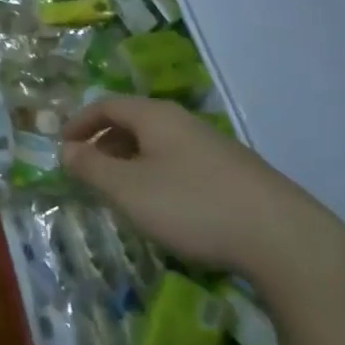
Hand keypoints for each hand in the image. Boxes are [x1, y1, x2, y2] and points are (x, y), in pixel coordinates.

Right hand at [60, 96, 344, 286]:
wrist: (282, 239)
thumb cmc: (192, 206)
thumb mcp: (128, 189)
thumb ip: (91, 168)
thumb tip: (67, 150)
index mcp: (157, 117)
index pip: (108, 105)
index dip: (80, 122)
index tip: (62, 145)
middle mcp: (185, 123)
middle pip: (134, 122)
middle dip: (104, 142)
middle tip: (87, 171)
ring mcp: (215, 148)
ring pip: (159, 145)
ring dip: (131, 161)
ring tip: (120, 192)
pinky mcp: (235, 175)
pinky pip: (181, 163)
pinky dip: (157, 175)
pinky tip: (164, 207)